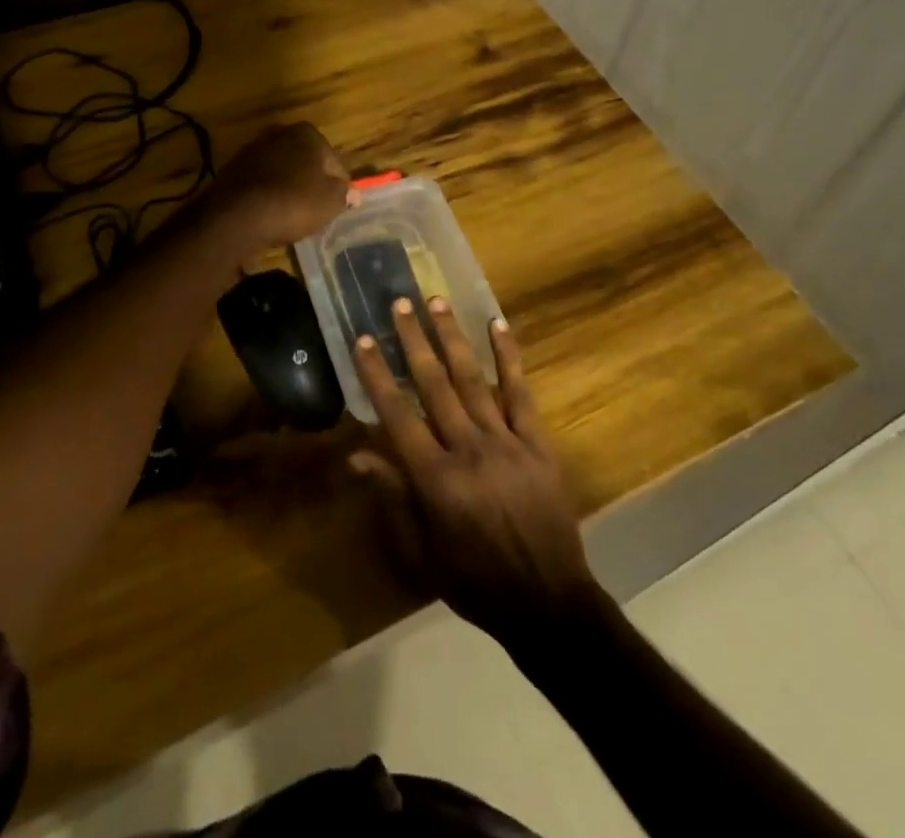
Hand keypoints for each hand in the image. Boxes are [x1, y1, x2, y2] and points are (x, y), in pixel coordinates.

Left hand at [211, 123, 351, 249]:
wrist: (236, 215)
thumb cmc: (293, 202)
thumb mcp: (330, 202)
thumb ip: (345, 194)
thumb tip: (354, 194)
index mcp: (308, 134)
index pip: (334, 162)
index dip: (339, 186)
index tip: (337, 206)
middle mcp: (279, 133)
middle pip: (305, 162)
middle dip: (310, 182)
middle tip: (315, 210)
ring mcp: (252, 149)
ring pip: (281, 170)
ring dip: (287, 187)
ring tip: (291, 215)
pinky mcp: (232, 168)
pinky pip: (259, 182)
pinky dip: (266, 194)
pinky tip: (268, 214)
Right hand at [349, 297, 600, 648]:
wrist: (548, 602)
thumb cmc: (475, 582)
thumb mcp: (421, 552)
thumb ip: (392, 498)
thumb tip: (356, 456)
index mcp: (435, 478)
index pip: (397, 414)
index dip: (377, 374)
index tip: (363, 339)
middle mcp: (467, 449)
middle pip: (434, 384)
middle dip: (413, 340)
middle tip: (399, 302)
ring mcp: (506, 442)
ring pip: (473, 379)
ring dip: (453, 337)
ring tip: (437, 301)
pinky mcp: (537, 442)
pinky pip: (520, 393)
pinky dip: (509, 357)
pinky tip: (498, 325)